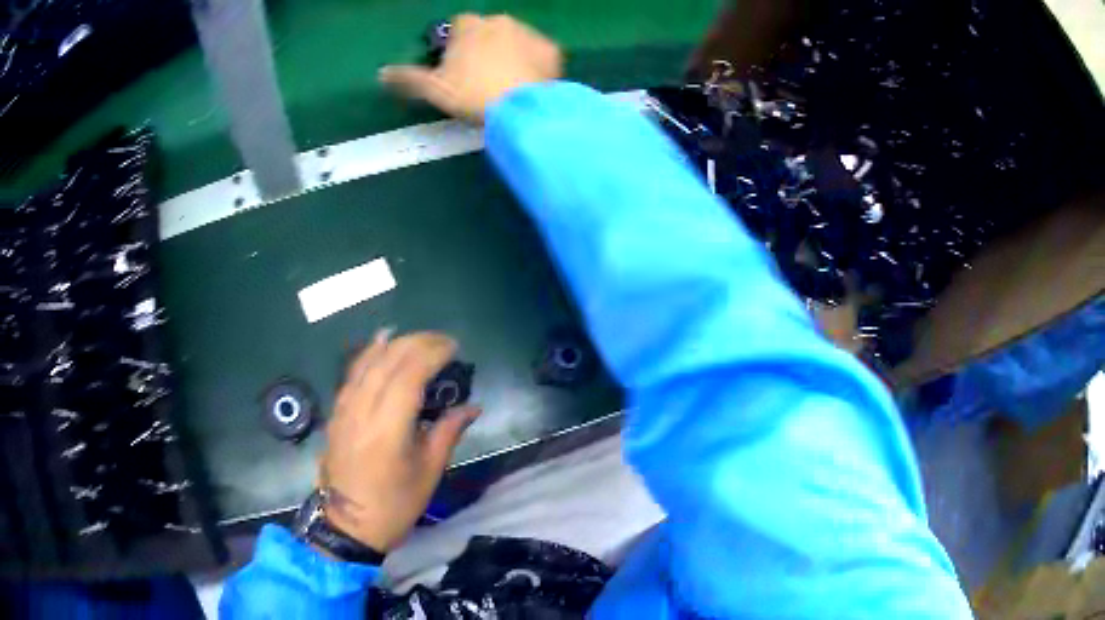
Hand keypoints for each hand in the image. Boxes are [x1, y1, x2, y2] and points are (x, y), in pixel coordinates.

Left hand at [318, 330, 480, 552]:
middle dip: (417, 343)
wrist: (350, 523)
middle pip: (388, 359)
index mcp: (389, 426)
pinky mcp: (336, 412)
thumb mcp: (429, 471)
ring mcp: (345, 408)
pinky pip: (353, 373)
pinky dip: (369, 354)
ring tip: (418, 339)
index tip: (454, 347)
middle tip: (443, 342)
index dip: (433, 353)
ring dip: (394, 344)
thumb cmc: (396, 503)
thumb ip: (448, 431)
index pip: (410, 372)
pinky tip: (380, 344)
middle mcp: (363, 408)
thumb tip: (472, 407)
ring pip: (368, 361)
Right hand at [379, 14, 562, 122]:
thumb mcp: (432, 89)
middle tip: (479, 75)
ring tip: (505, 80)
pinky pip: (538, 52)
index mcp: (470, 26)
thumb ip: (407, 78)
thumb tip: (381, 73)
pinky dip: (533, 62)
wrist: (521, 108)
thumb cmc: (471, 95)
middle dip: (483, 45)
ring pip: (514, 38)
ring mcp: (529, 33)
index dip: (456, 42)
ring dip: (509, 51)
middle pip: (488, 29)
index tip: (454, 63)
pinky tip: (528, 81)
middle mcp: (500, 21)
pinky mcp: (552, 50)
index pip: (459, 24)